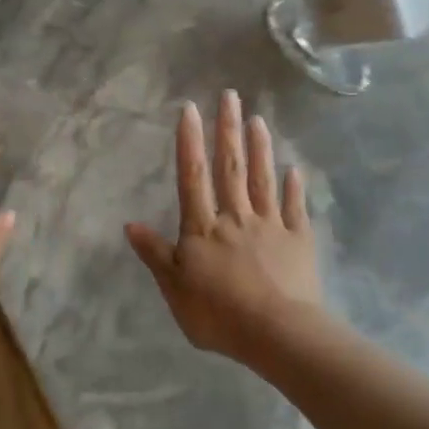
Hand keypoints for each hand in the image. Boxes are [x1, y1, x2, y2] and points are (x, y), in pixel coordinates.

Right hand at [126, 89, 325, 361]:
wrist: (276, 333)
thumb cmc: (218, 313)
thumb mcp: (174, 287)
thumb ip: (155, 254)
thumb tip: (130, 224)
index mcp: (203, 228)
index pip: (194, 177)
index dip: (190, 142)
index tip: (190, 108)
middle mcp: (236, 217)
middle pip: (231, 167)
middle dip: (228, 129)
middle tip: (230, 95)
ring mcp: (271, 226)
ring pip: (263, 180)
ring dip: (260, 148)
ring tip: (258, 119)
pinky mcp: (299, 241)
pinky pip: (295, 208)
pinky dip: (295, 187)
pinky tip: (294, 168)